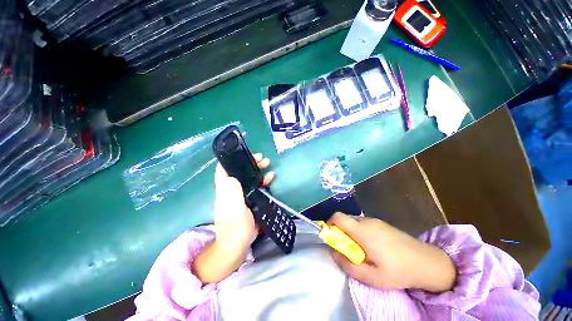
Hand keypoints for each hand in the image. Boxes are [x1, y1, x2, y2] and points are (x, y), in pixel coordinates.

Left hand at [213, 153, 273, 250]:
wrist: (238, 245)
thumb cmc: (234, 228)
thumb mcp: (233, 210)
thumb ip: (232, 194)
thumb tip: (231, 176)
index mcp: (225, 189)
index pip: (223, 169)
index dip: (231, 159)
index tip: (243, 152)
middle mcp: (232, 189)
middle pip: (240, 171)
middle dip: (250, 163)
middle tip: (261, 158)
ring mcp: (242, 194)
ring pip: (249, 177)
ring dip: (257, 170)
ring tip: (267, 164)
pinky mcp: (250, 199)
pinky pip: (256, 186)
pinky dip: (263, 180)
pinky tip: (270, 178)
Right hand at [328, 213, 455, 292]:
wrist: (427, 262)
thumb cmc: (398, 271)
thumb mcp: (372, 277)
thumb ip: (348, 265)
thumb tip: (333, 253)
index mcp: (362, 231)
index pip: (337, 217)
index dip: (329, 224)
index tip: (331, 238)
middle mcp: (366, 221)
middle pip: (344, 219)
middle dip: (340, 232)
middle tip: (346, 249)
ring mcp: (375, 220)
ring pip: (353, 221)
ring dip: (350, 233)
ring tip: (360, 250)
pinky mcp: (381, 223)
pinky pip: (362, 223)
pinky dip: (359, 232)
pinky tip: (371, 247)